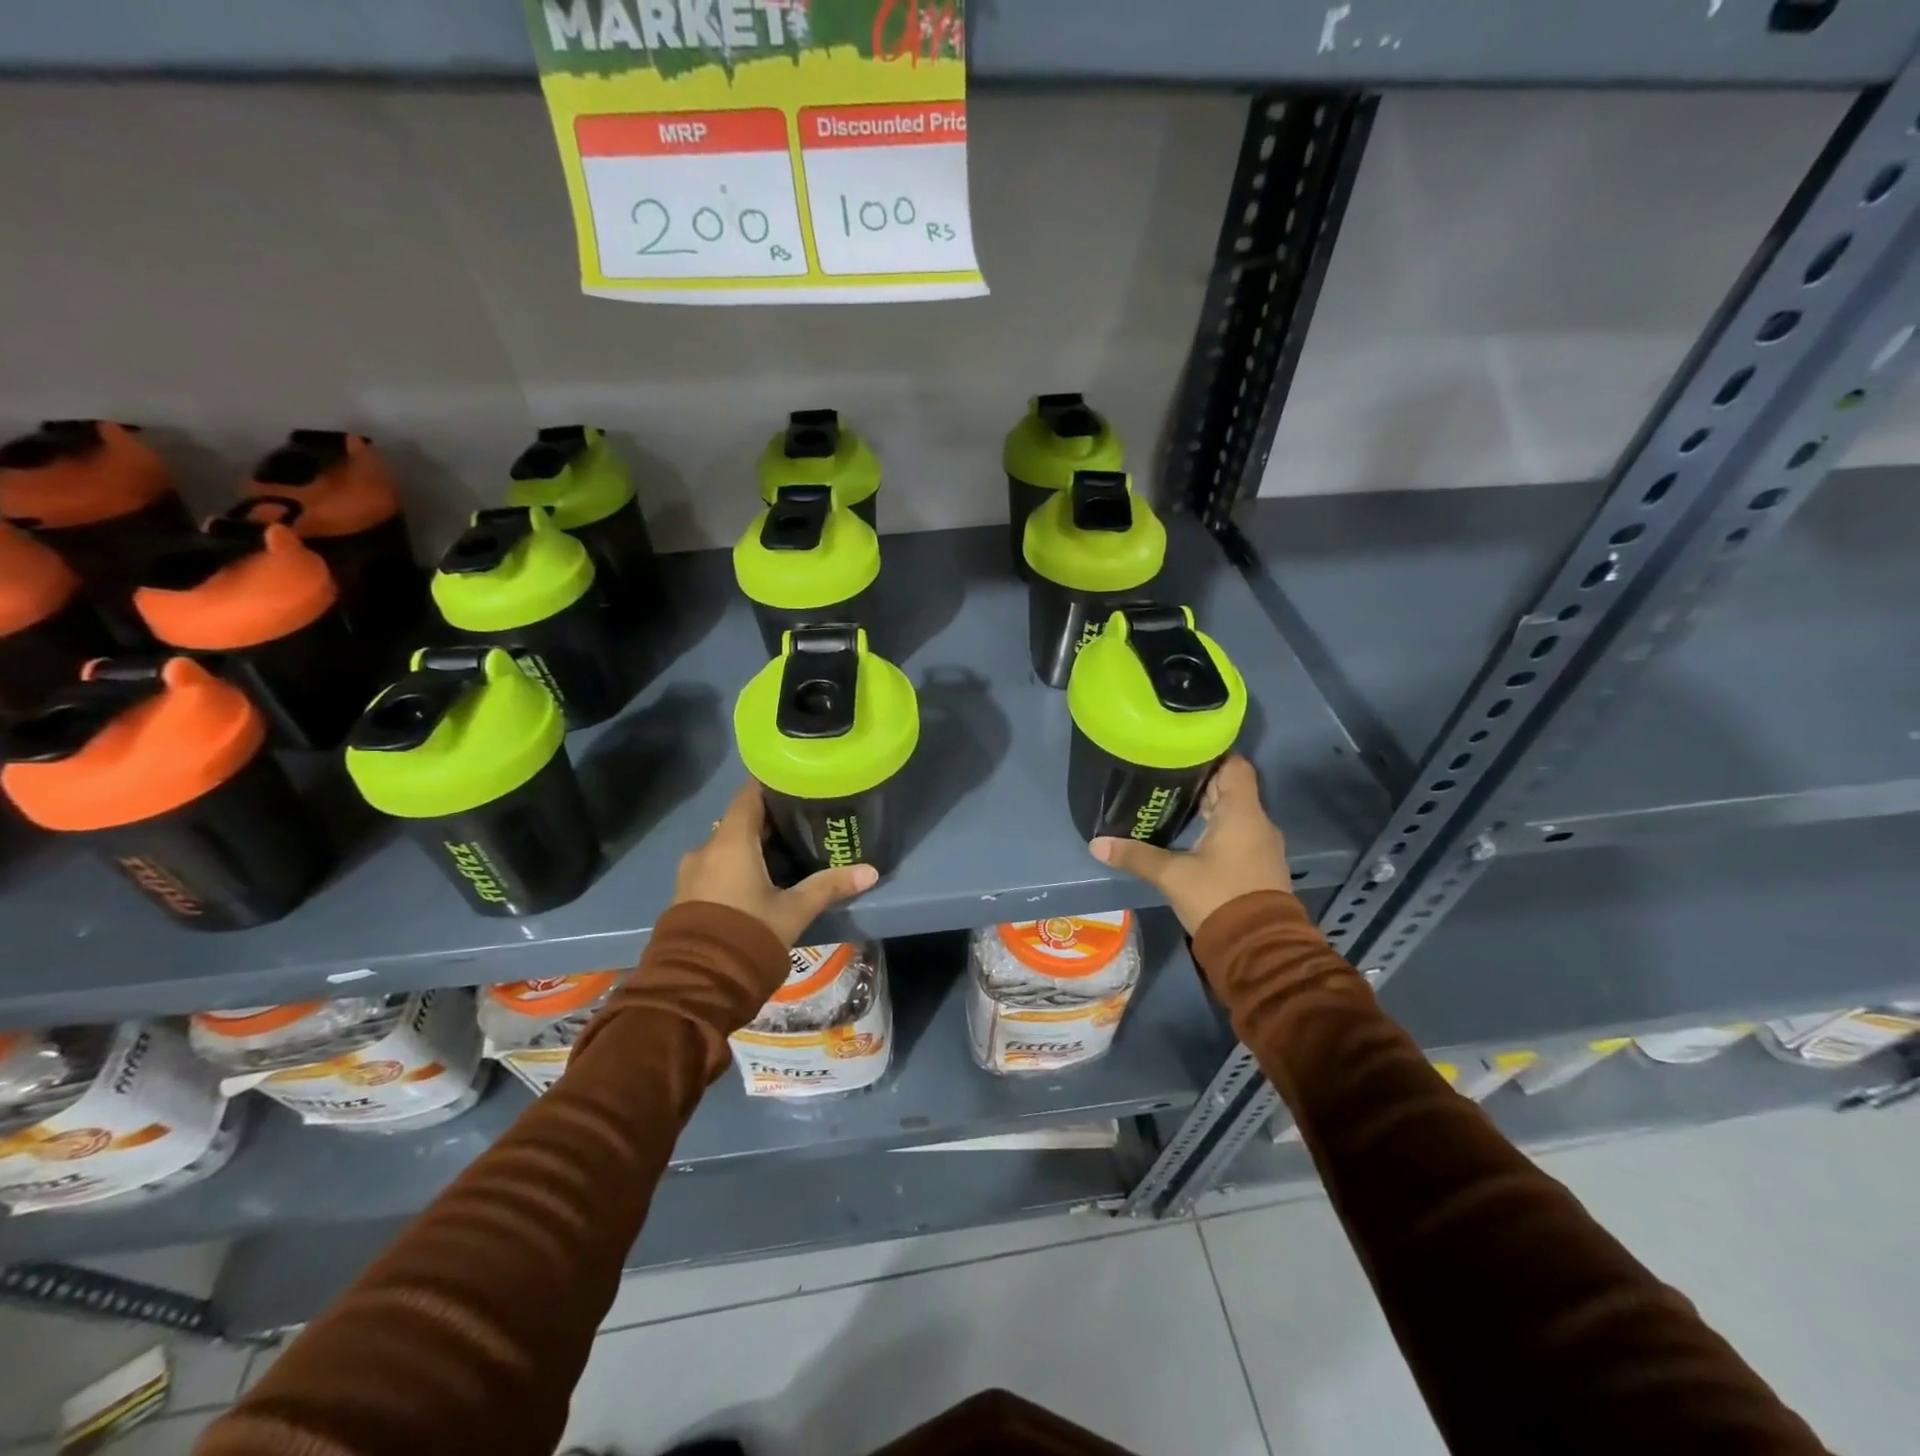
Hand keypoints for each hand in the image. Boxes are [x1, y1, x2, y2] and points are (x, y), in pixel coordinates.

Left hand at [672, 780, 877, 946]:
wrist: (696, 983)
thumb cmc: (748, 933)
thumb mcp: (794, 910)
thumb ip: (829, 886)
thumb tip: (871, 871)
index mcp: (731, 841)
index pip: (749, 794)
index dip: (772, 785)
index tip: (796, 783)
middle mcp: (706, 848)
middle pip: (739, 820)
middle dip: (768, 820)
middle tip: (802, 821)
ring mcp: (691, 872)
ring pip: (726, 846)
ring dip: (750, 846)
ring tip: (783, 853)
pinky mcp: (686, 894)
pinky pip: (714, 867)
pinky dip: (735, 865)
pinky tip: (757, 880)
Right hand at [1089, 755, 1292, 933]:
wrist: (1258, 949)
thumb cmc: (1218, 898)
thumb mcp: (1172, 876)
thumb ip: (1136, 856)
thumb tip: (1096, 844)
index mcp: (1242, 813)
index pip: (1234, 765)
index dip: (1211, 754)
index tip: (1181, 751)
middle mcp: (1257, 822)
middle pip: (1230, 787)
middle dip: (1200, 781)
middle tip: (1164, 775)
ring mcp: (1261, 845)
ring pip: (1234, 812)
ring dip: (1208, 807)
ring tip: (1171, 801)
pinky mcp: (1258, 865)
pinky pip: (1238, 833)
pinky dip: (1216, 827)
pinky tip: (1190, 834)